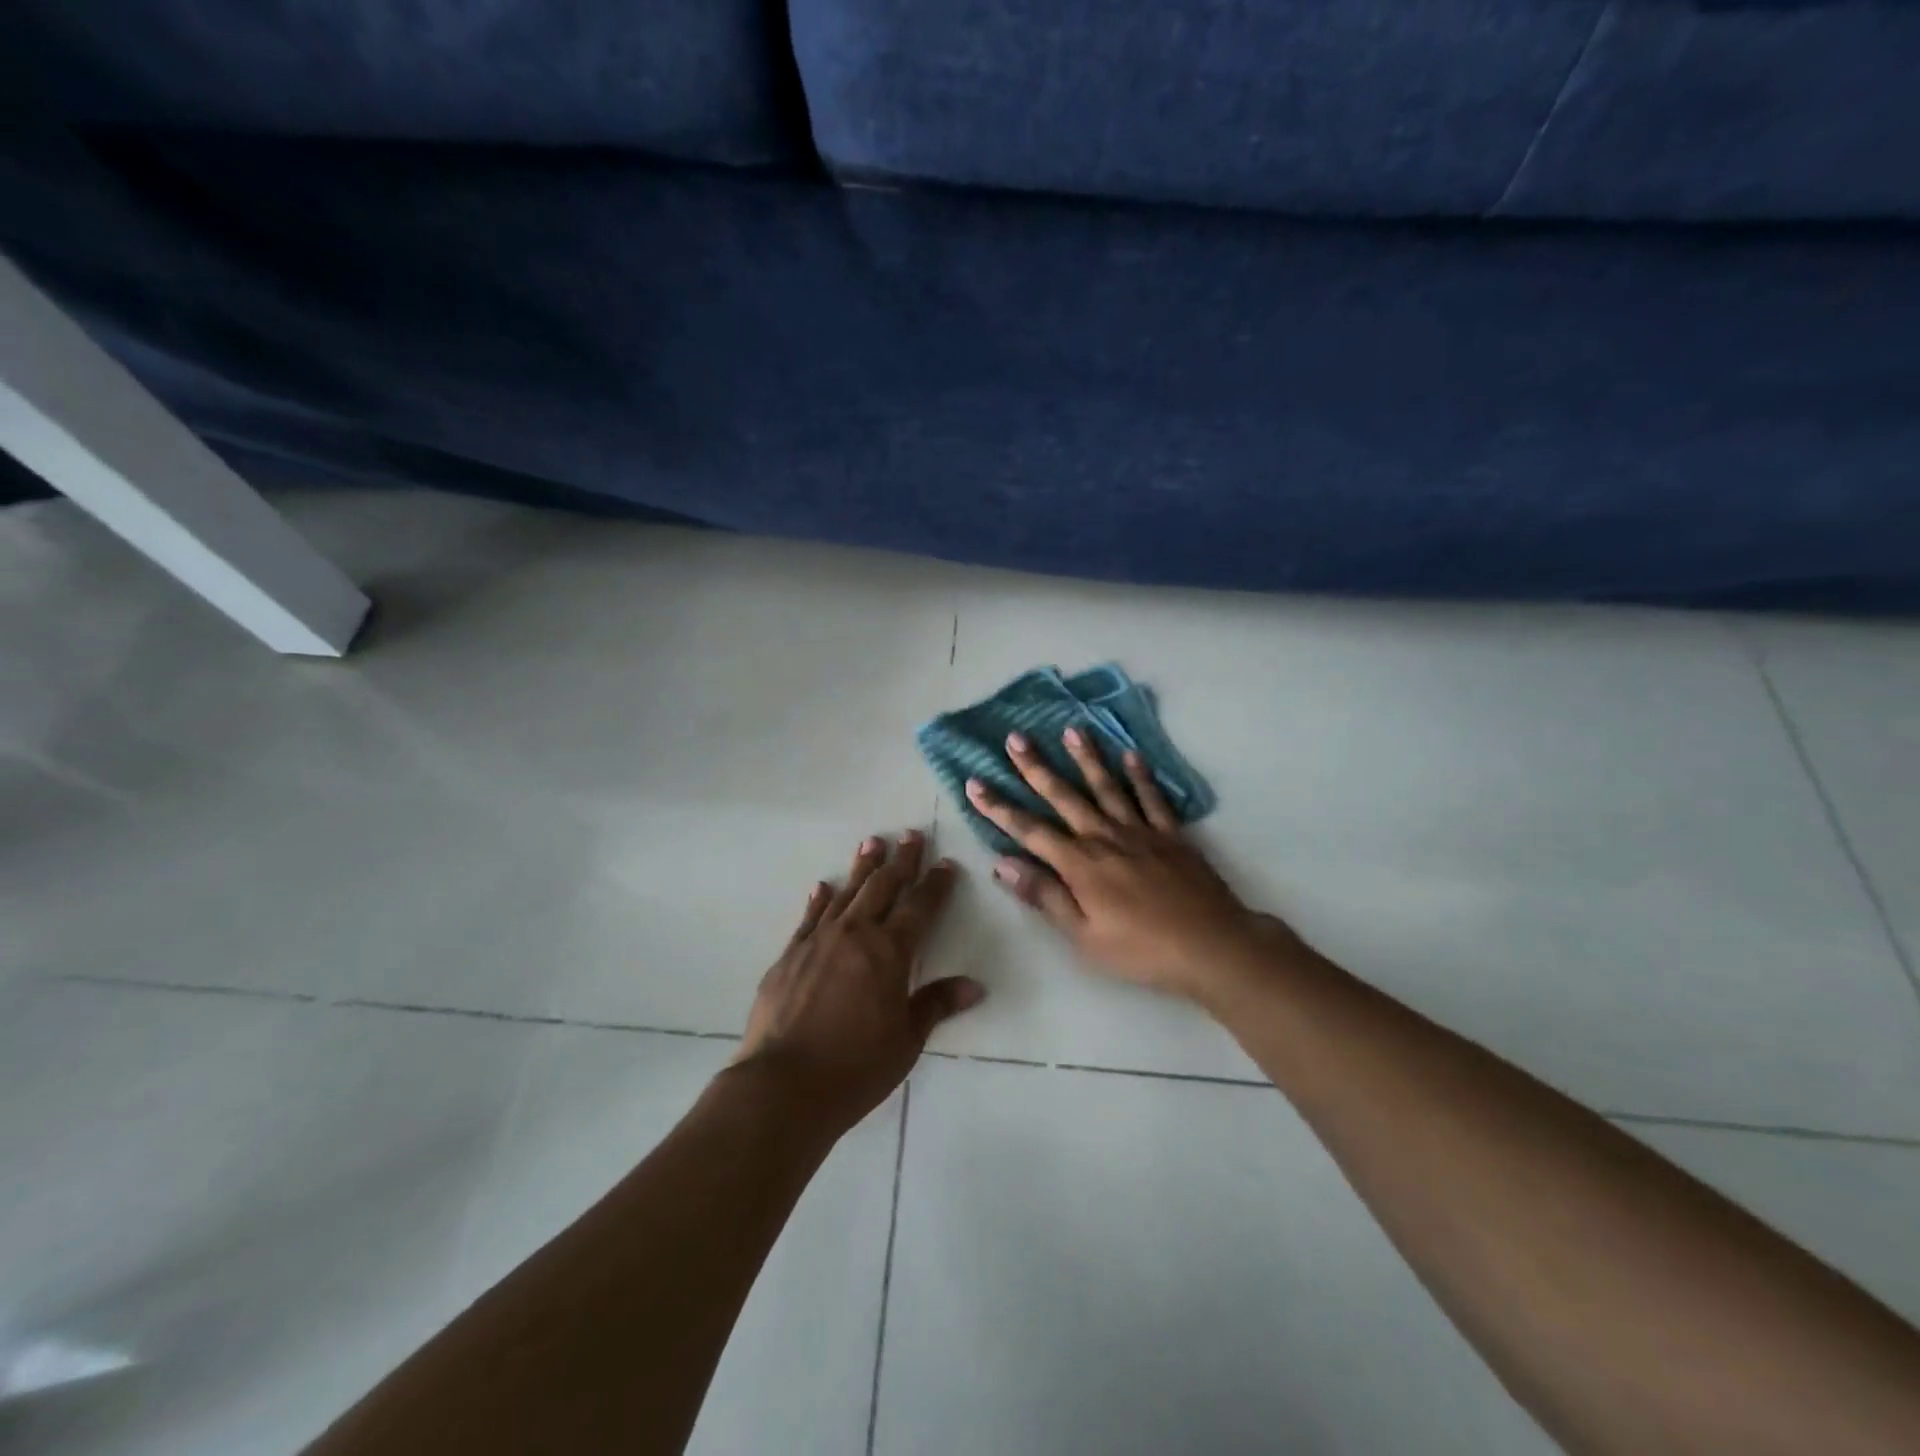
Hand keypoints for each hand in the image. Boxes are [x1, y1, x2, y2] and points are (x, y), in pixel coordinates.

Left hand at [733, 831, 982, 1131]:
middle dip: (900, 861)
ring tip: (871, 843)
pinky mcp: (790, 955)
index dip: (936, 884)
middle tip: (910, 836)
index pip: (920, 907)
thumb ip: (936, 1004)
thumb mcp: (906, 1040)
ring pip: (846, 893)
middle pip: (883, 887)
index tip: (946, 863)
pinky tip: (823, 886)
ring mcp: (818, 941)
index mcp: (890, 952)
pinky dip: (819, 899)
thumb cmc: (856, 1067)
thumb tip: (974, 986)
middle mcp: (855, 934)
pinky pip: (809, 917)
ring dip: (862, 868)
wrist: (783, 1085)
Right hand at [968, 730, 1305, 1002]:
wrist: (1212, 946)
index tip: (974, 783)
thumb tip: (1003, 864)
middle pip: (1064, 796)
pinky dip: (1141, 775)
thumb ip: (1045, 896)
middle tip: (1016, 738)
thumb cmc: (1141, 950)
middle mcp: (1105, 837)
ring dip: (1087, 758)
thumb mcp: (1083, 936)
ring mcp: (1140, 832)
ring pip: (1107, 787)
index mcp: (1079, 864)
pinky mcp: (1171, 835)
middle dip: (1036, 767)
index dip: (999, 807)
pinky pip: (1152, 798)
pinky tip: (1131, 755)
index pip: (1029, 830)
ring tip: (1071, 730)